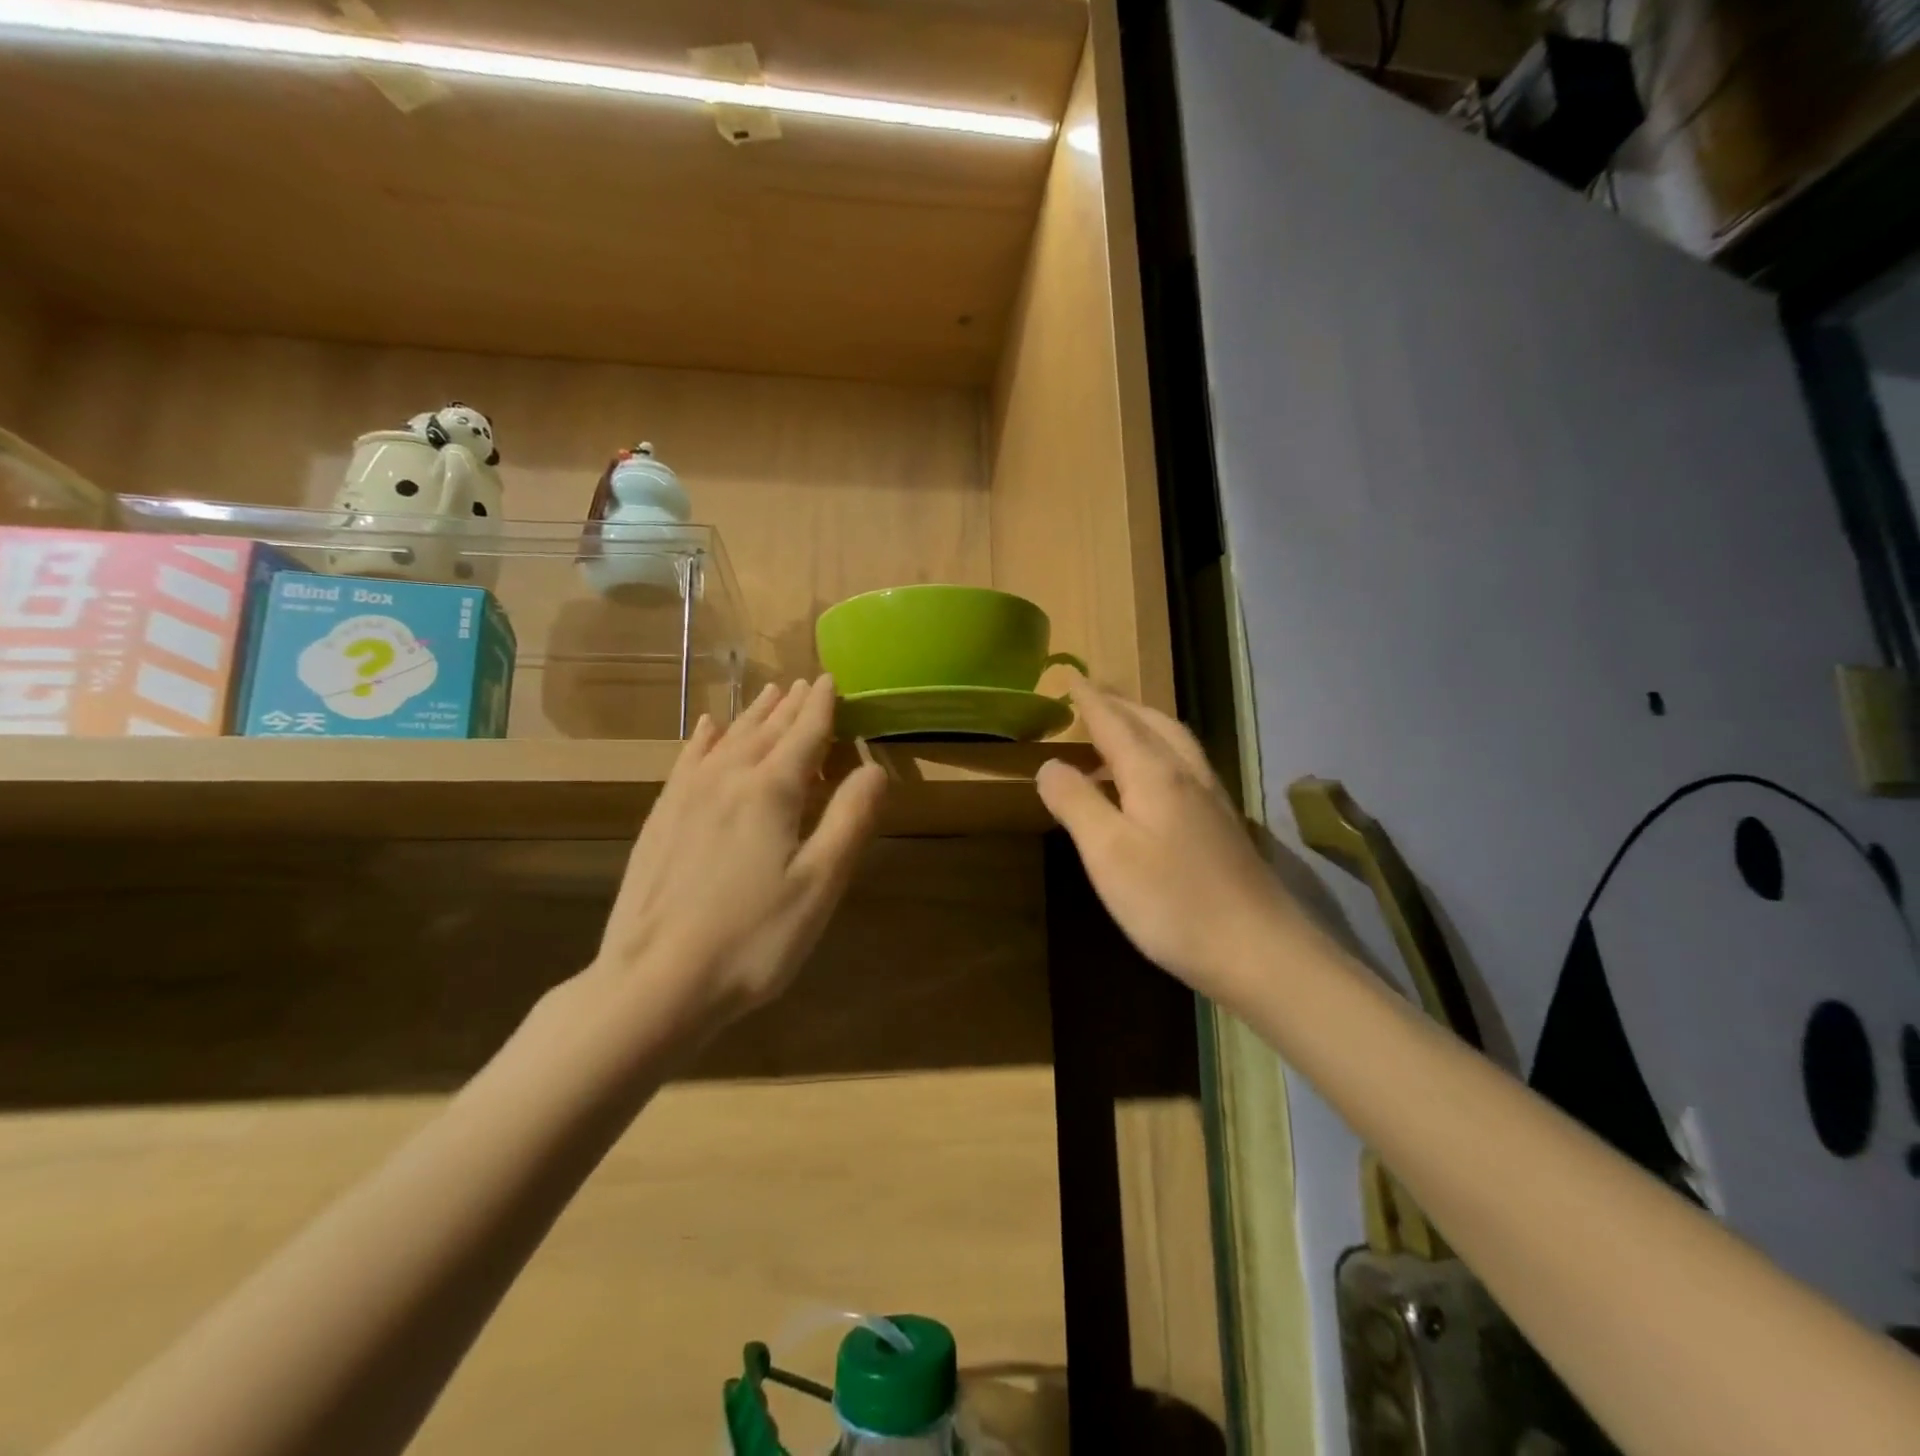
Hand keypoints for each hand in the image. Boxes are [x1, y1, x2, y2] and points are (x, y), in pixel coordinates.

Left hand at [588, 676, 886, 1027]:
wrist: (655, 981)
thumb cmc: (753, 938)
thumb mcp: (819, 884)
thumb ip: (850, 819)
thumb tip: (874, 766)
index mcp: (772, 791)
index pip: (805, 734)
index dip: (822, 706)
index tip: (831, 679)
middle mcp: (728, 778)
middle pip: (767, 730)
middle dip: (791, 705)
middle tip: (806, 682)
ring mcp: (687, 796)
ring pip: (728, 738)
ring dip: (754, 714)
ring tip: (769, 693)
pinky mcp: (661, 818)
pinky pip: (688, 759)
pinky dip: (704, 738)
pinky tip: (707, 728)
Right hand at [1036, 675, 1299, 1004]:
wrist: (1260, 951)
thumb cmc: (1173, 902)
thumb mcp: (1108, 853)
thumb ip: (1076, 803)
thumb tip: (1049, 764)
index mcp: (1155, 774)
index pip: (1114, 723)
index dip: (1089, 700)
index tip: (1070, 676)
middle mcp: (1187, 775)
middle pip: (1152, 723)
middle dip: (1119, 705)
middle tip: (1091, 697)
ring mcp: (1212, 800)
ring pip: (1175, 743)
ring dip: (1143, 725)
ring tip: (1117, 730)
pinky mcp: (1223, 827)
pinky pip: (1185, 766)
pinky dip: (1160, 753)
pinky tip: (1154, 781)